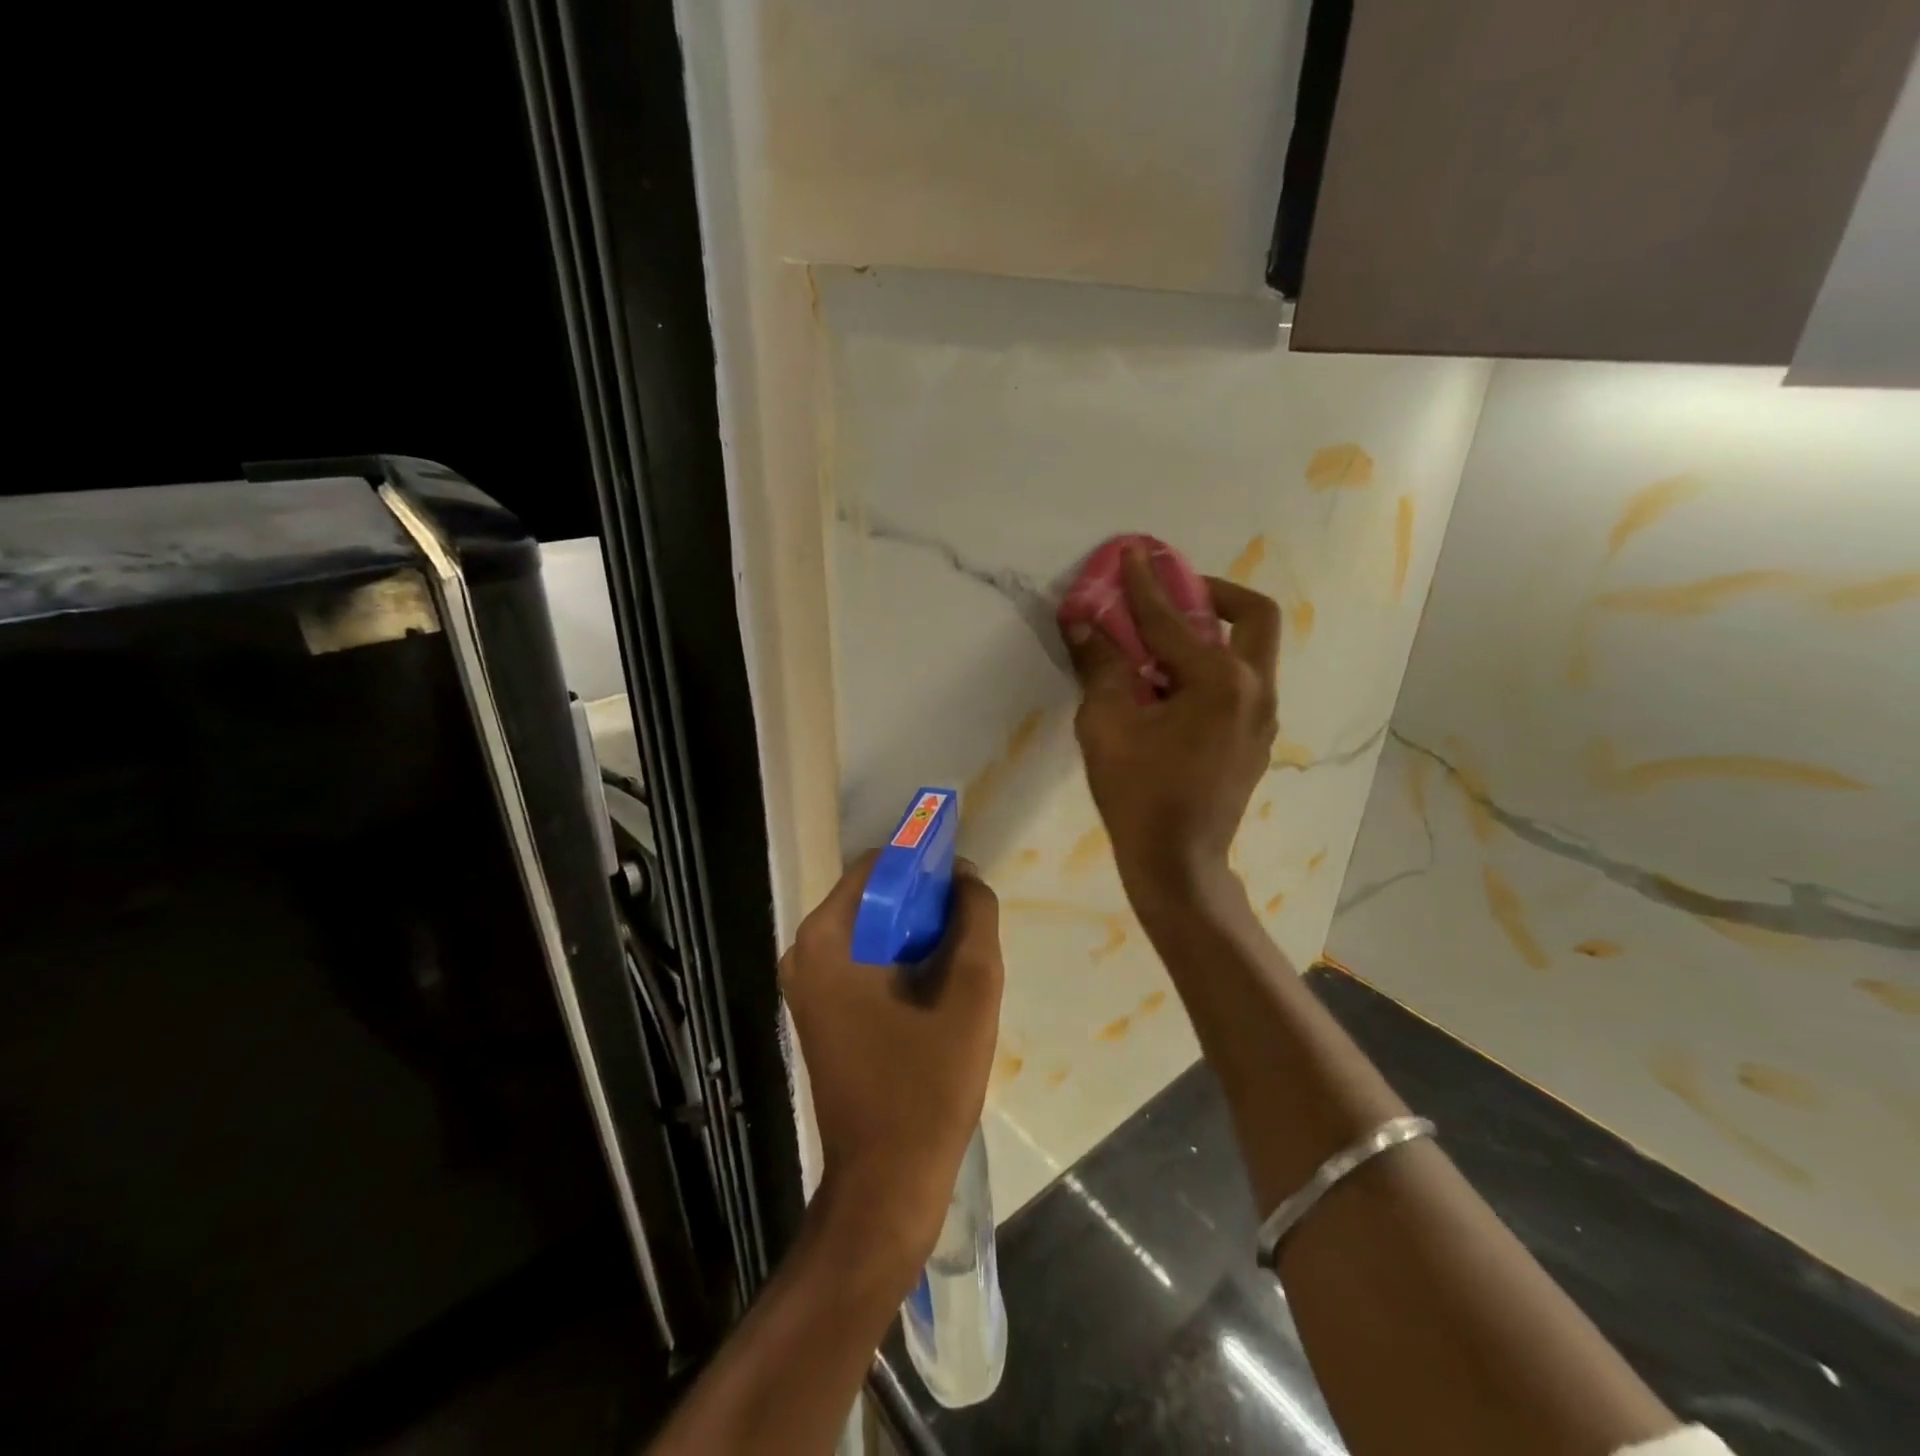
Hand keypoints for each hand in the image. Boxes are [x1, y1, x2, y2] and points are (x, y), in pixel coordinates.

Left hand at [779, 854, 1004, 1279]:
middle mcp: (805, 953)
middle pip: (874, 896)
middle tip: (969, 931)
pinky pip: (865, 960)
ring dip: (918, 934)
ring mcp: (808, 985)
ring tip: (959, 963)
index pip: (879, 866)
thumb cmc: (926, 1088)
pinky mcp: (821, 1010)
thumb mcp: (970, 992)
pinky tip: (936, 990)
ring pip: (873, 929)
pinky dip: (901, 960)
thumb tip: (965, 875)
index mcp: (826, 939)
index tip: (965, 887)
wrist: (886, 1184)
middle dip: (925, 904)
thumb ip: (974, 919)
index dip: (926, 865)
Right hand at [1065, 548, 1280, 905]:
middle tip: (1175, 593)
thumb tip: (1082, 622)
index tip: (1130, 552)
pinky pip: (1242, 681)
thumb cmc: (1138, 795)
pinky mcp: (1257, 738)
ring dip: (1214, 630)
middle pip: (1252, 615)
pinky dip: (1213, 665)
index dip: (1143, 583)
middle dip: (1214, 592)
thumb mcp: (1106, 725)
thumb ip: (1099, 666)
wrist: (1178, 863)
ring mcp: (1263, 716)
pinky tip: (1173, 686)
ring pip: (1252, 649)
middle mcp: (1255, 689)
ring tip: (1165, 641)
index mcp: (1219, 681)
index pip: (1172, 619)